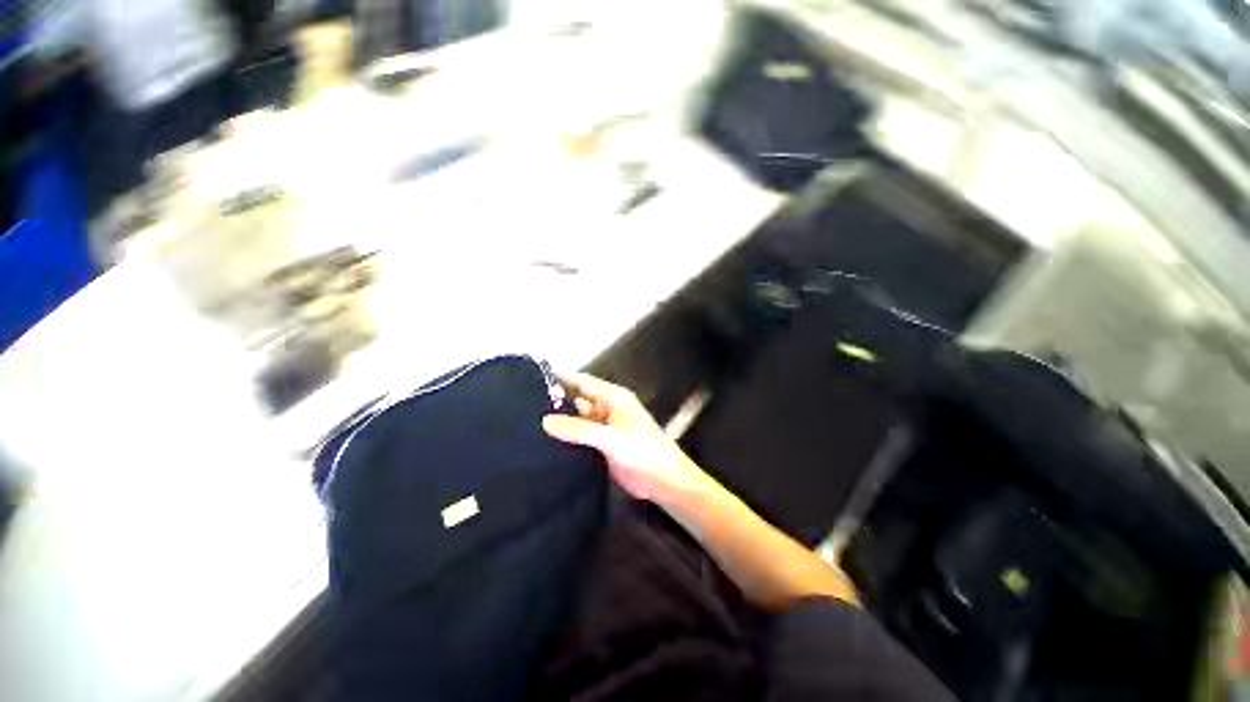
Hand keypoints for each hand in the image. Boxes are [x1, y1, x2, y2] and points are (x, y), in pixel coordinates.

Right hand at [542, 374, 710, 504]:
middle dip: (555, 401)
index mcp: (613, 398)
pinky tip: (544, 444)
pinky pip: (579, 438)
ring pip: (576, 420)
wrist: (664, 482)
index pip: (582, 382)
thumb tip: (545, 420)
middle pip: (577, 400)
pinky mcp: (600, 446)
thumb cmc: (644, 453)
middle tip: (521, 405)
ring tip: (526, 424)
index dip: (560, 378)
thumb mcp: (612, 439)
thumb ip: (580, 430)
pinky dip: (565, 439)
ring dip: (558, 422)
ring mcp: (603, 428)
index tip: (531, 378)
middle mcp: (606, 409)